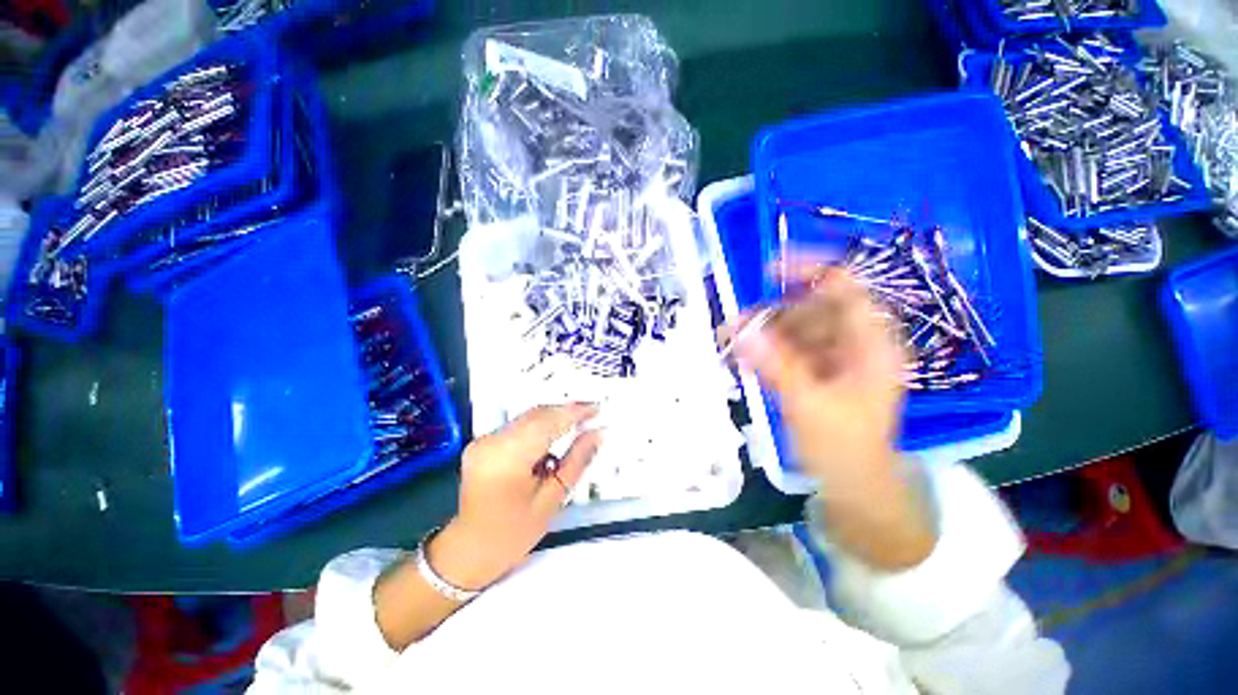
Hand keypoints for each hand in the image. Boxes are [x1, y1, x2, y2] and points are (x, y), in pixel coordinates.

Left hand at [428, 403, 601, 590]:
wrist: (470, 550)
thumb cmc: (513, 533)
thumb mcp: (552, 499)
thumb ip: (577, 461)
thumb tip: (597, 434)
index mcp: (508, 458)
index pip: (548, 422)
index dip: (575, 412)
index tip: (597, 409)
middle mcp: (491, 441)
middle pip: (537, 414)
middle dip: (566, 411)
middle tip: (592, 413)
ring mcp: (484, 440)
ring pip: (528, 417)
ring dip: (554, 417)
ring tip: (578, 422)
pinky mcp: (483, 442)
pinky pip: (518, 425)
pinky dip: (540, 425)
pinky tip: (555, 433)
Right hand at [725, 266, 933, 568]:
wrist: (853, 487)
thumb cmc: (844, 449)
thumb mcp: (809, 405)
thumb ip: (774, 365)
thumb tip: (739, 329)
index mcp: (870, 345)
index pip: (846, 289)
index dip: (812, 271)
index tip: (770, 269)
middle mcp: (853, 343)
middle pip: (811, 309)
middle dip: (772, 313)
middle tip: (735, 324)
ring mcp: (832, 358)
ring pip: (794, 330)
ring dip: (761, 333)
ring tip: (729, 342)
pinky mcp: (814, 371)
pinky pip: (786, 349)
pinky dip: (763, 350)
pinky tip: (741, 358)